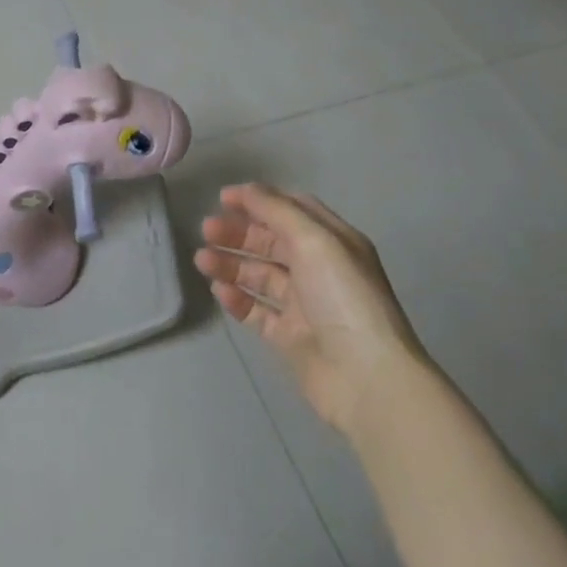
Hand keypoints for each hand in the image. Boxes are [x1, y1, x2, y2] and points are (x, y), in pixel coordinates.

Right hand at [195, 184, 424, 435]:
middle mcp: (320, 269)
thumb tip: (244, 189)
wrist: (365, 377)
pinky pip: (256, 311)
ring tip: (201, 260)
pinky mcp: (289, 336)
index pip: (292, 210)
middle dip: (238, 232)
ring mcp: (304, 305)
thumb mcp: (314, 241)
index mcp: (333, 242)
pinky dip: (237, 298)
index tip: (222, 198)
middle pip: (271, 241)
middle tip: (206, 230)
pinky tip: (219, 290)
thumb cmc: (343, 298)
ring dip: (231, 264)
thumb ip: (277, 211)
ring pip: (259, 275)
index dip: (258, 201)